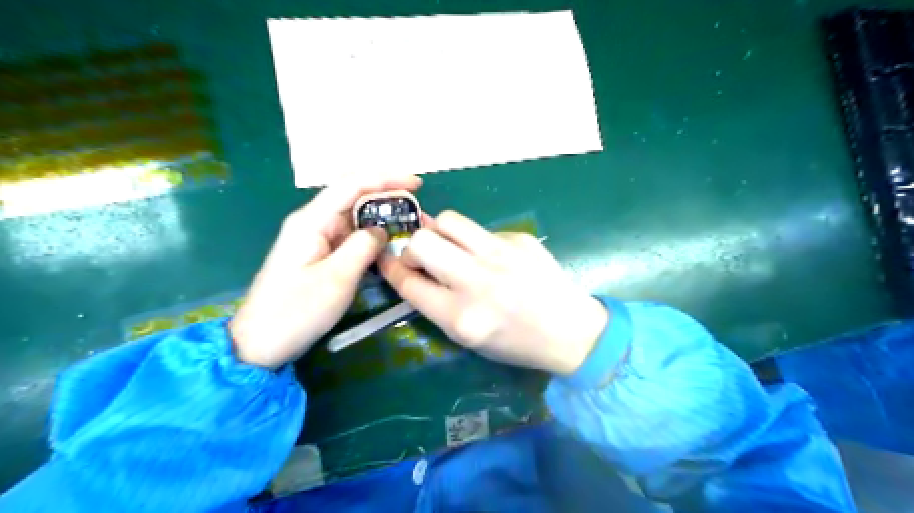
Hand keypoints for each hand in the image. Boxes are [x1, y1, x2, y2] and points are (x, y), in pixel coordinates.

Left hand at [233, 177, 424, 367]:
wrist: (259, 343)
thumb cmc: (296, 310)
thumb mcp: (336, 278)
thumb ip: (363, 247)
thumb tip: (381, 230)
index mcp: (311, 221)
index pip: (352, 185)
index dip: (386, 179)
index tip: (417, 184)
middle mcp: (312, 222)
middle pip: (353, 196)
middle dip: (386, 196)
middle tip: (417, 207)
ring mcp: (314, 239)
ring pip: (353, 218)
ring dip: (380, 217)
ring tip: (409, 223)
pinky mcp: (318, 255)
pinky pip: (349, 237)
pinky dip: (370, 236)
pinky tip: (387, 242)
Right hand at [379, 210, 604, 373]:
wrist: (572, 332)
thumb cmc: (516, 343)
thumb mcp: (468, 337)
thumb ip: (436, 302)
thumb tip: (414, 266)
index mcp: (461, 318)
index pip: (409, 283)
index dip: (391, 267)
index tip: (387, 258)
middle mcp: (477, 282)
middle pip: (423, 242)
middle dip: (413, 247)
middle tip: (424, 256)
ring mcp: (501, 255)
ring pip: (450, 221)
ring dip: (442, 232)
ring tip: (453, 247)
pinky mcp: (520, 239)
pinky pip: (482, 230)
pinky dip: (477, 241)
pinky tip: (494, 258)